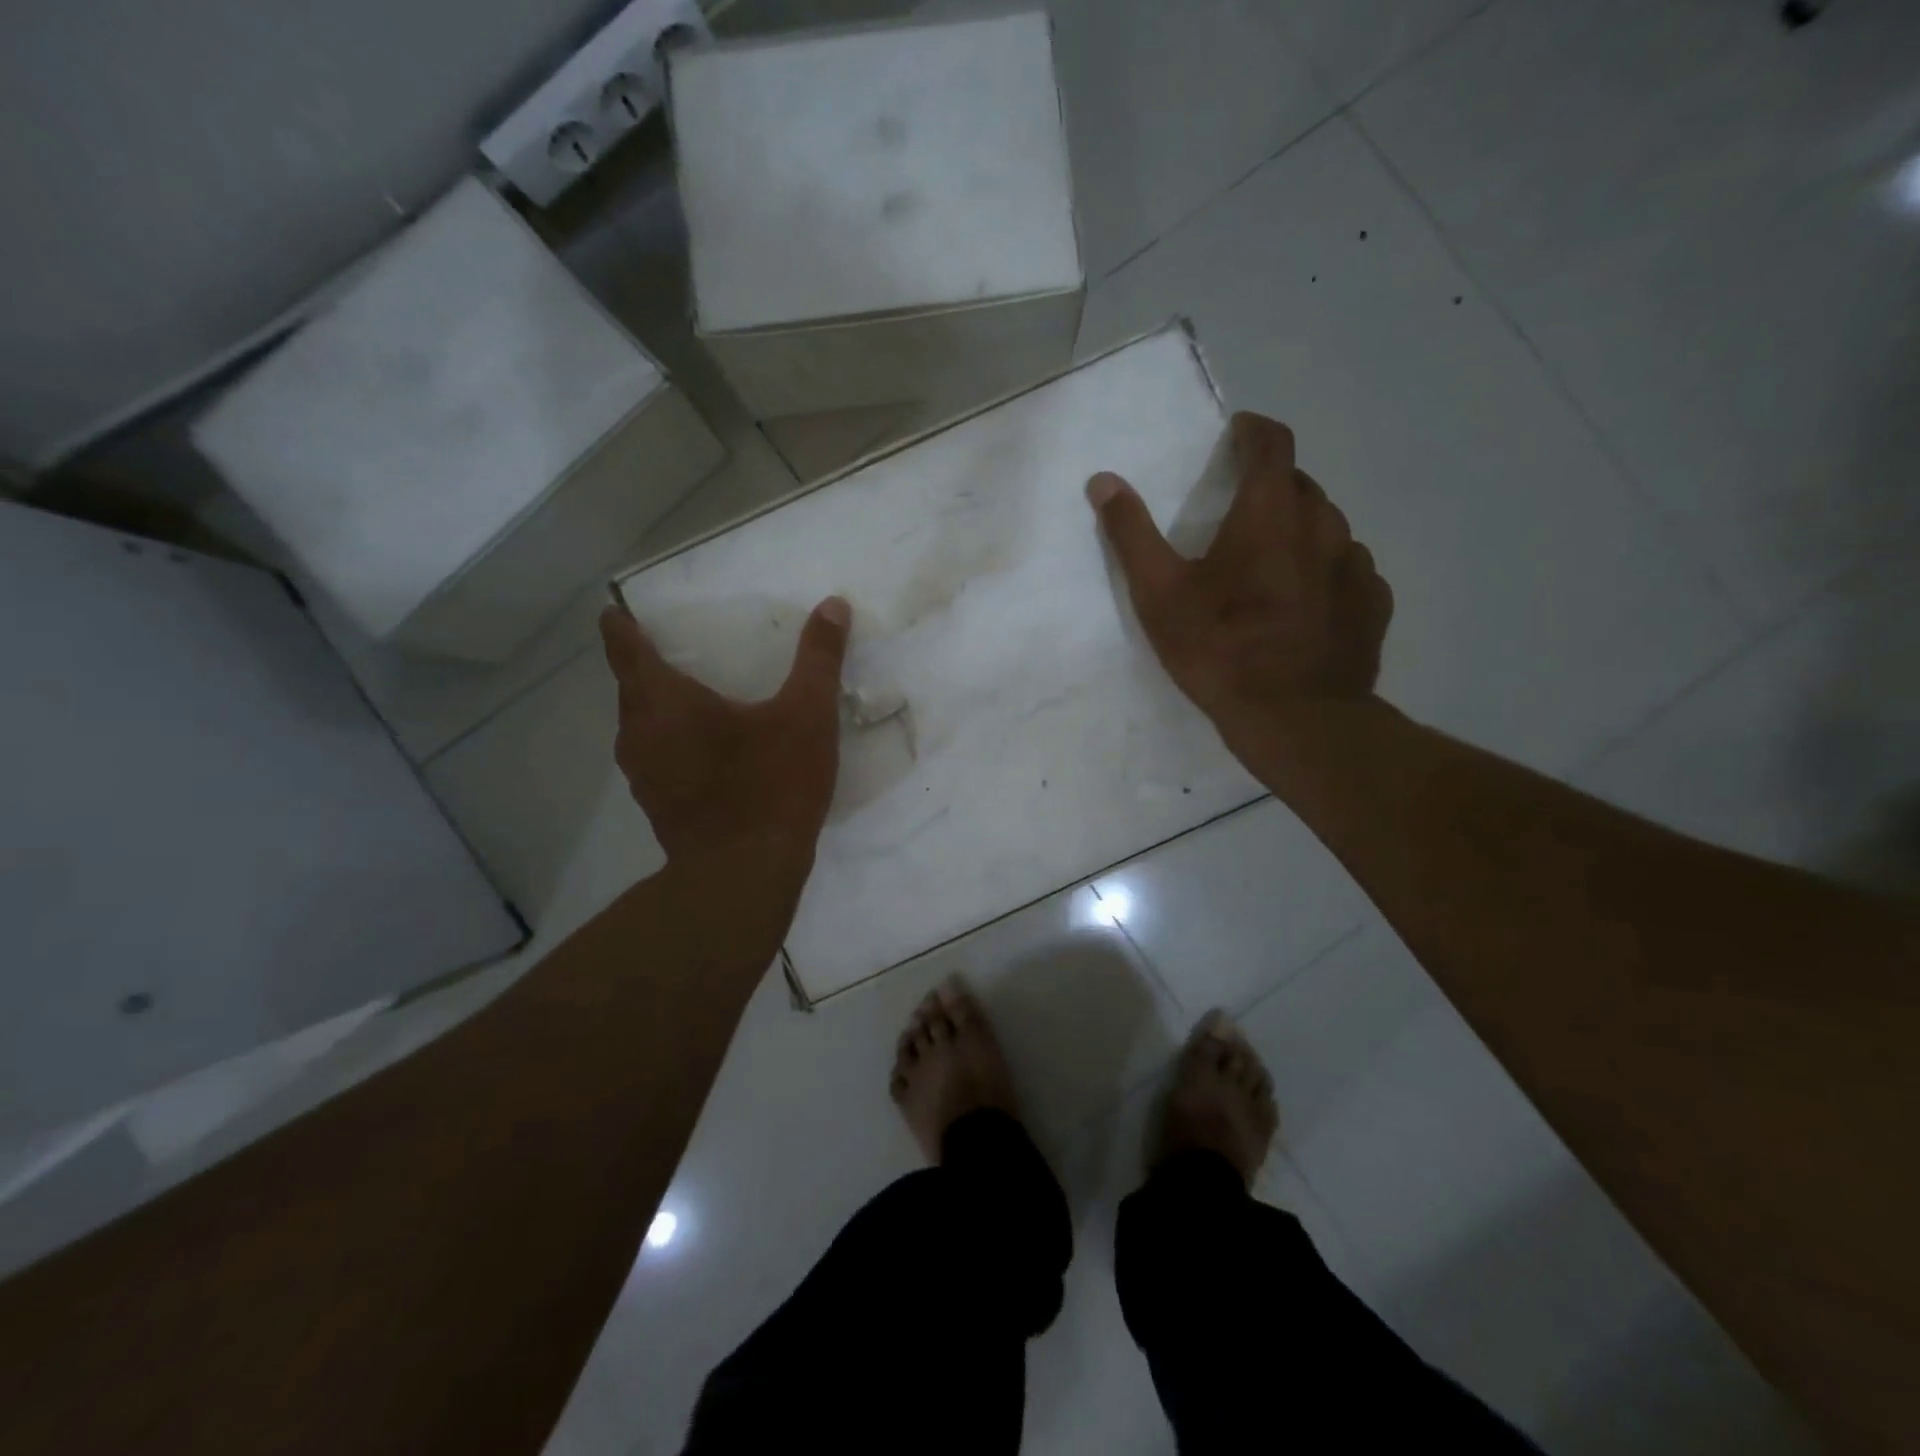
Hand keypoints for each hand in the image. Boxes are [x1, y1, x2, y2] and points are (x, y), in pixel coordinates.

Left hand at [598, 595, 850, 865]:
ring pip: (641, 727)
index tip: (614, 610)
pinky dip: (669, 743)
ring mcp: (644, 775)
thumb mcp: (807, 715)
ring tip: (687, 697)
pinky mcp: (657, 806)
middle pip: (630, 688)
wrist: (745, 874)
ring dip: (656, 708)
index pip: (625, 648)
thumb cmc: (771, 785)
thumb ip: (818, 659)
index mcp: (664, 700)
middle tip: (669, 649)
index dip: (619, 625)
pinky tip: (703, 751)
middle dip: (642, 666)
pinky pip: (655, 758)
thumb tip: (833, 605)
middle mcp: (639, 733)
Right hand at [1087, 412, 1392, 757]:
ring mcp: (1356, 564)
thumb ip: (1132, 533)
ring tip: (1270, 566)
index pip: (1272, 444)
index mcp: (1270, 513)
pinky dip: (1324, 571)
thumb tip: (1103, 481)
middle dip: (1270, 487)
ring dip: (1298, 531)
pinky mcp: (1373, 603)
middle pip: (1300, 485)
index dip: (1253, 431)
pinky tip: (1304, 604)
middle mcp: (1323, 524)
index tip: (1237, 434)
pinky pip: (1348, 568)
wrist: (1295, 718)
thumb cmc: (1220, 649)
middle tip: (1239, 515)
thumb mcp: (1159, 595)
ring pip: (1327, 527)